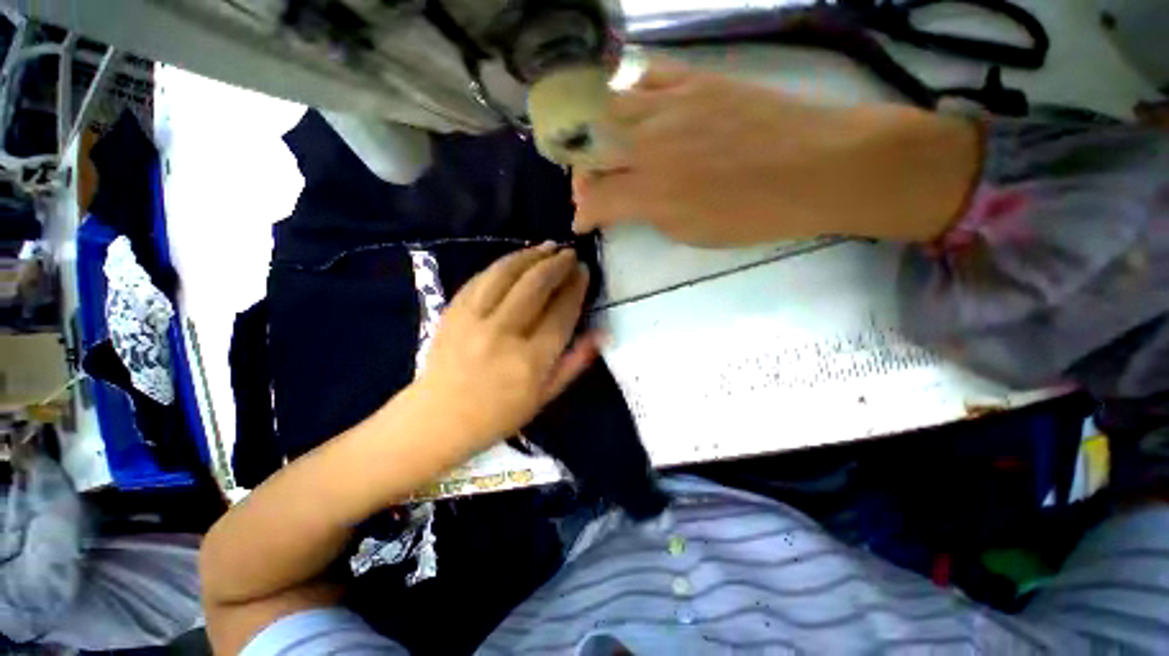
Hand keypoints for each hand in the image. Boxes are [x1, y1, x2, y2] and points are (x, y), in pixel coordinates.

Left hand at [411, 243, 597, 452]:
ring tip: (547, 246)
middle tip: (569, 253)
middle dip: (557, 264)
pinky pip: (481, 278)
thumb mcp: (545, 397)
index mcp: (531, 361)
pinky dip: (502, 265)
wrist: (438, 419)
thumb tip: (601, 334)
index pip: (561, 312)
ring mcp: (474, 320)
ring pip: (506, 274)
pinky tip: (516, 259)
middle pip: (535, 286)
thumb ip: (575, 363)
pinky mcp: (453, 312)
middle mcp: (503, 334)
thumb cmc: (498, 415)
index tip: (584, 271)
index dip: (576, 287)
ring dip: (530, 256)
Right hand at [573, 59, 979, 245]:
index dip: (582, 215)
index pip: (596, 201)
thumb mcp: (691, 233)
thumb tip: (626, 207)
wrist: (816, 166)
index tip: (582, 224)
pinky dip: (630, 97)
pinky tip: (636, 113)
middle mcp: (650, 144)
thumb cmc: (753, 215)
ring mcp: (671, 104)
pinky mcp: (695, 80)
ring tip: (605, 151)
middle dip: (581, 174)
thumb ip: (649, 216)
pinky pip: (646, 78)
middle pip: (590, 149)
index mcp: (650, 191)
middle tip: (588, 188)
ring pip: (608, 110)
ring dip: (596, 135)